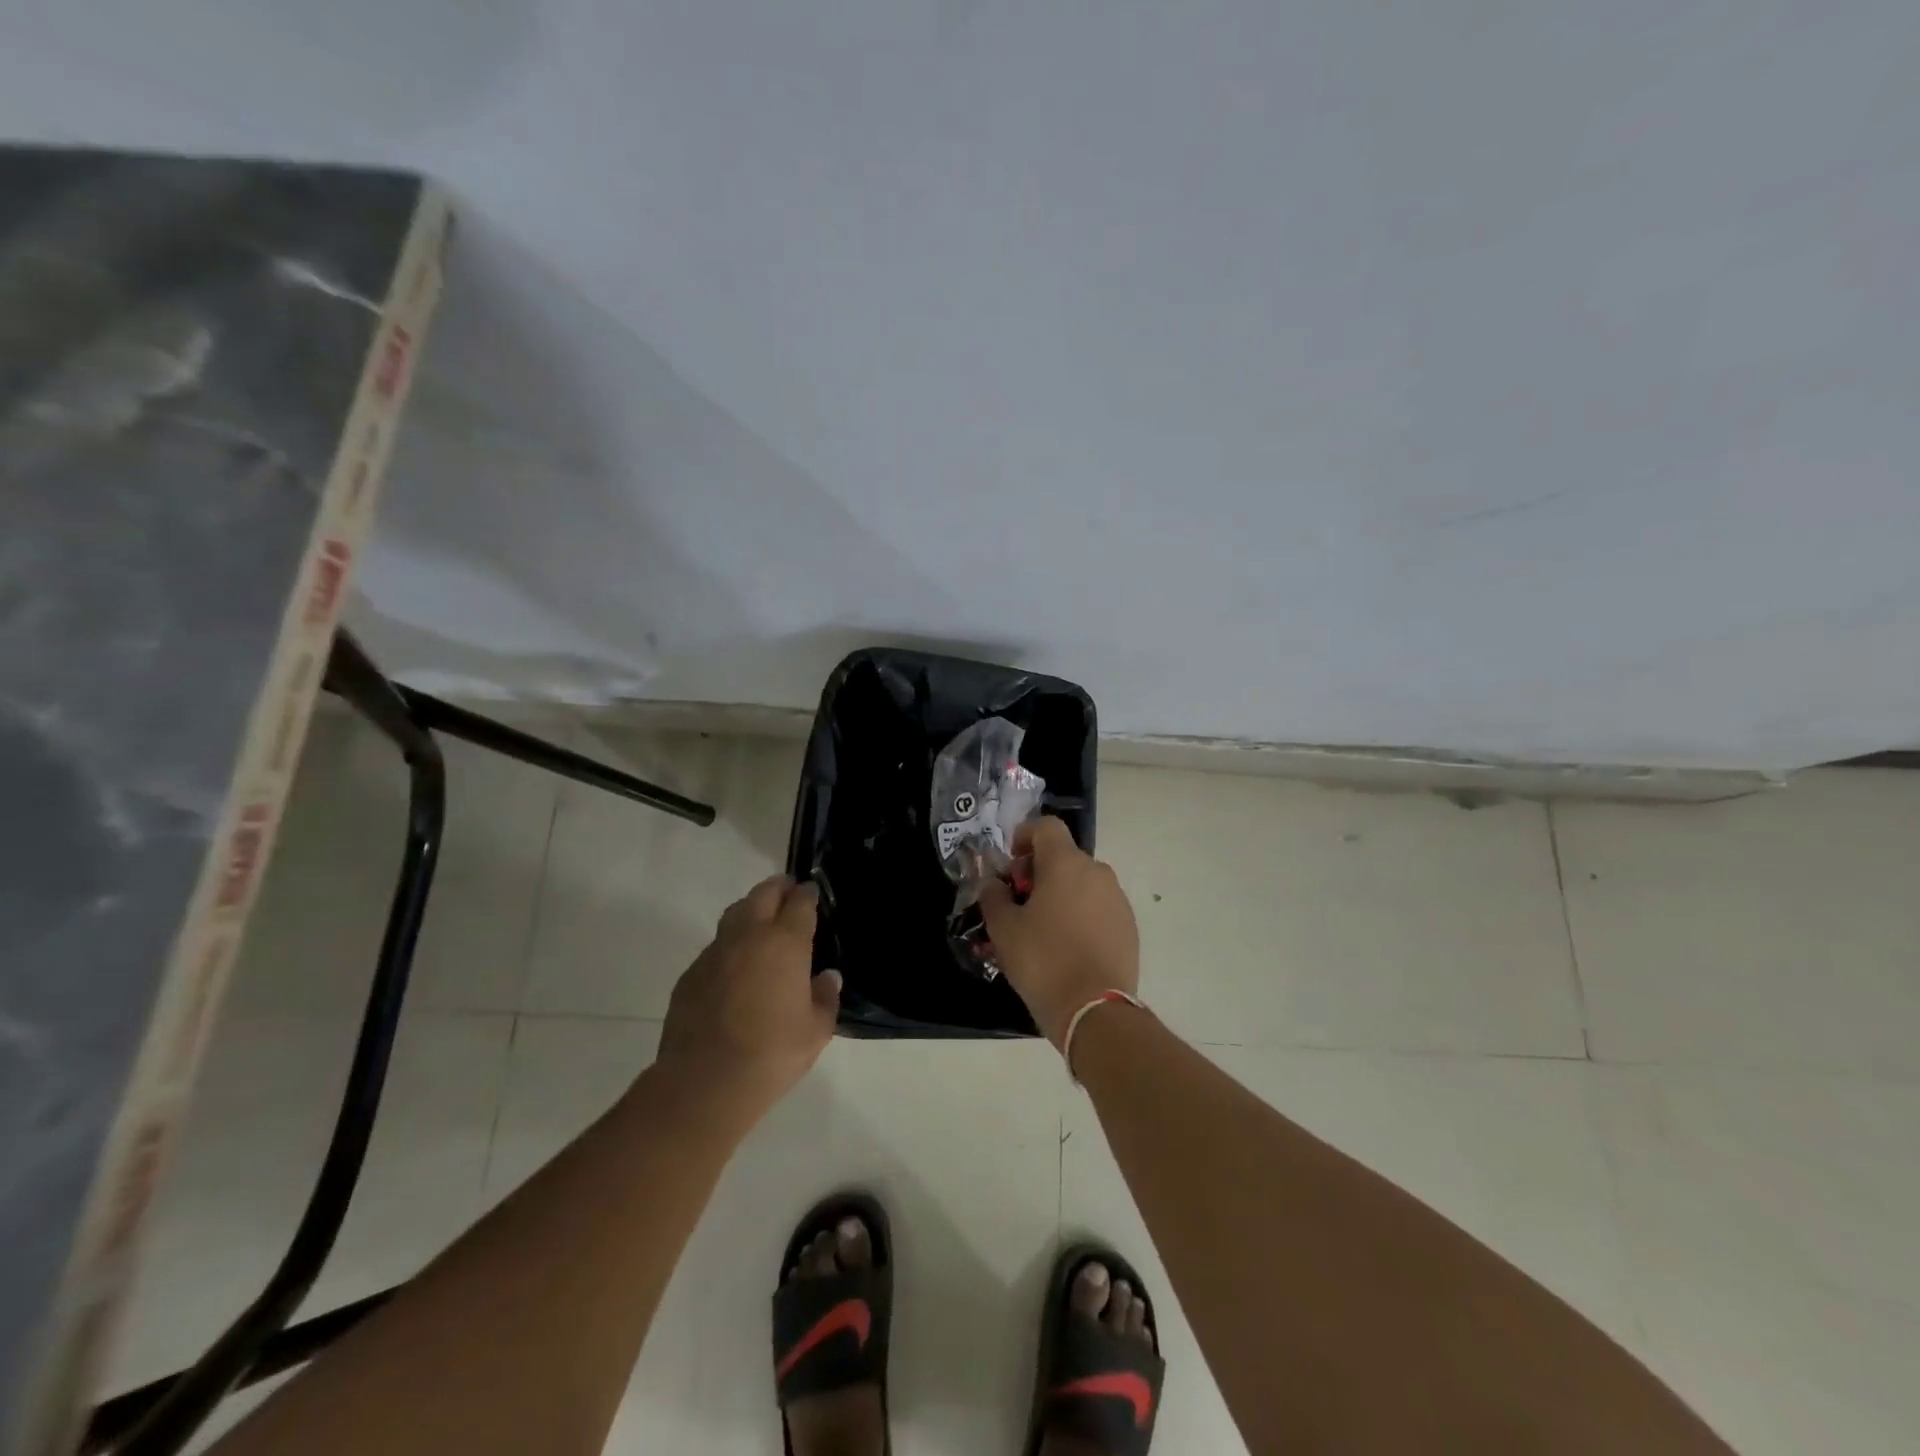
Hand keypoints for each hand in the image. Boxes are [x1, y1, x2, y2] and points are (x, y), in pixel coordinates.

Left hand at [657, 876, 840, 1115]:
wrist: (705, 1082)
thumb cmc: (772, 1053)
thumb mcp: (816, 1031)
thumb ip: (825, 998)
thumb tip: (827, 977)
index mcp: (784, 943)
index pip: (799, 903)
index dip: (807, 894)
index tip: (812, 891)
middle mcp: (748, 937)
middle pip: (763, 895)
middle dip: (777, 888)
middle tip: (787, 891)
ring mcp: (715, 953)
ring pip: (734, 914)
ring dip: (750, 909)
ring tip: (761, 920)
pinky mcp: (690, 974)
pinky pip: (715, 947)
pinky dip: (730, 945)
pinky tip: (735, 965)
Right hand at [978, 816, 1139, 1047]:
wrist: (1094, 1010)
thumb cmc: (1043, 961)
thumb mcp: (1004, 929)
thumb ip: (993, 897)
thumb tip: (992, 884)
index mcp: (1066, 863)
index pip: (1046, 826)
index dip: (1024, 836)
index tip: (1011, 864)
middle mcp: (1097, 872)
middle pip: (1064, 856)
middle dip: (1039, 872)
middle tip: (1020, 902)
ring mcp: (1117, 899)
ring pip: (1082, 883)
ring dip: (1061, 894)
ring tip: (1042, 929)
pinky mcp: (1129, 926)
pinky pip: (1099, 907)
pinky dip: (1081, 915)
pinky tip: (1067, 947)